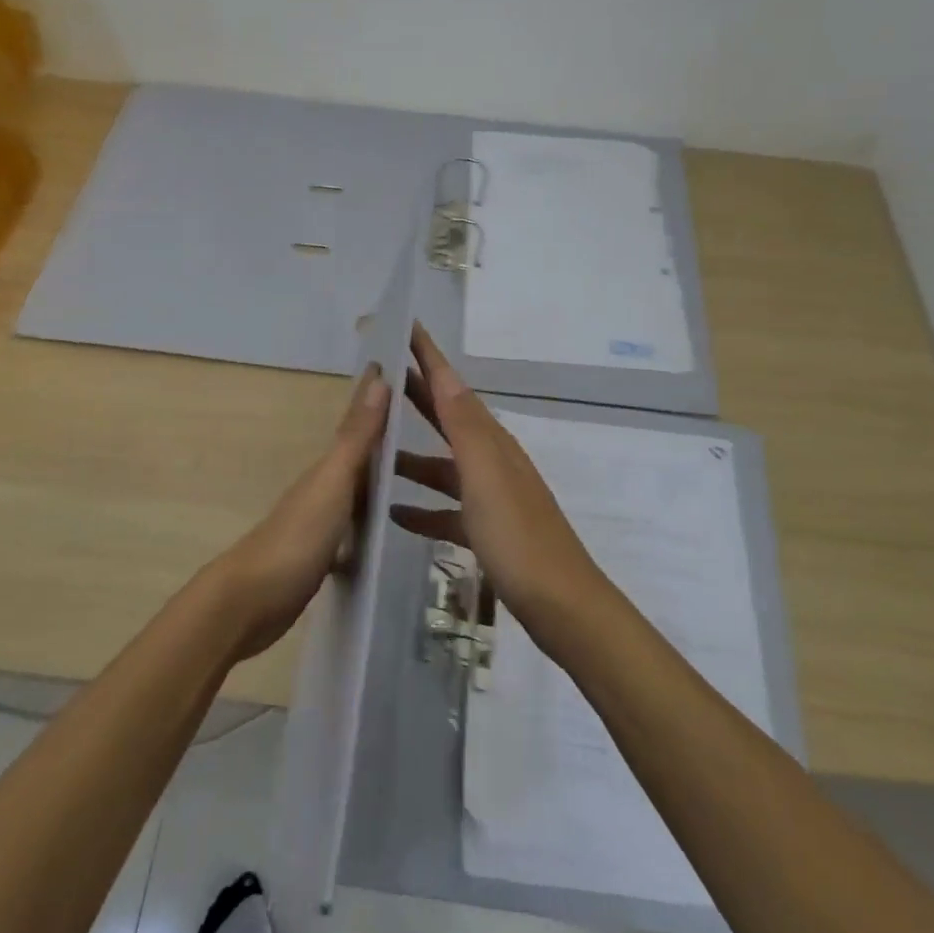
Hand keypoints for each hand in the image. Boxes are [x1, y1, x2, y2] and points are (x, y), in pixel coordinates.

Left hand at [212, 364, 388, 660]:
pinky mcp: (320, 558)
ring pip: (356, 492)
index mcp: (328, 468)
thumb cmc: (296, 538)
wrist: (248, 605)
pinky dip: (368, 524)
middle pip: (358, 457)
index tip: (401, 368)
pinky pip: (353, 530)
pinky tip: (385, 535)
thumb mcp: (333, 483)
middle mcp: (323, 489)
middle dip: (384, 437)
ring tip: (416, 475)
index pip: (358, 424)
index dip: (377, 398)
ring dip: (378, 480)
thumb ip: (357, 437)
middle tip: (421, 424)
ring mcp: (319, 524)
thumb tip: (378, 377)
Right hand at [391, 325, 603, 639]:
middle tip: (380, 376)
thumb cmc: (517, 536)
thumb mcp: (486, 475)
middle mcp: (490, 461)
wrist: (560, 604)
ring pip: (442, 466)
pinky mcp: (486, 532)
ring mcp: (489, 498)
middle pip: (446, 420)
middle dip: (417, 396)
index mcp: (490, 442)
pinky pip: (446, 511)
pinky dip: (421, 509)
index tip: (406, 327)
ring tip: (373, 453)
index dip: (430, 358)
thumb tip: (445, 375)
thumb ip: (464, 426)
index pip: (453, 388)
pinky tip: (394, 515)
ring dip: (410, 457)